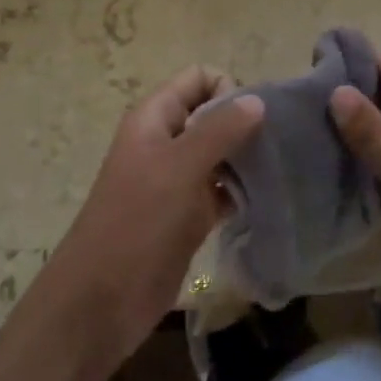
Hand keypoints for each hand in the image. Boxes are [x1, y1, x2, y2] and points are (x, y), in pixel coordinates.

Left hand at [31, 67, 263, 377]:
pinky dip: (242, 191)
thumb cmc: (138, 223)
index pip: (199, 78)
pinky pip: (222, 189)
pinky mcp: (188, 214)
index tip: (253, 120)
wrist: (101, 301)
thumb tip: (257, 100)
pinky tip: (266, 200)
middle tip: (277, 147)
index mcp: (155, 118)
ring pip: (221, 153)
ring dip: (248, 159)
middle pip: (214, 114)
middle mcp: (166, 141)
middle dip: (246, 124)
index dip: (228, 89)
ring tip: (278, 173)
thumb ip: (220, 130)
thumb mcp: (180, 168)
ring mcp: (177, 180)